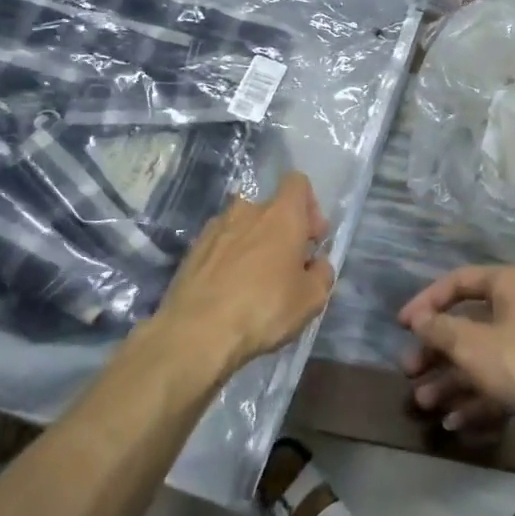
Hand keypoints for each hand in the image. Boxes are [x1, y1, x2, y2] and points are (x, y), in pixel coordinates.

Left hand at [152, 173, 333, 371]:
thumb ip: (322, 273)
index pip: (297, 183)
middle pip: (270, 208)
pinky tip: (229, 290)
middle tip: (287, 266)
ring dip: (254, 244)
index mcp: (281, 214)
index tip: (311, 238)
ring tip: (255, 281)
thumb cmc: (264, 308)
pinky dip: (229, 259)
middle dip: (282, 231)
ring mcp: (214, 228)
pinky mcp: (192, 250)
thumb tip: (316, 264)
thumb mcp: (311, 298)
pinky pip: (221, 245)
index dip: (309, 206)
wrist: (196, 332)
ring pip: (243, 226)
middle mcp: (247, 211)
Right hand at [396, 264, 514, 439]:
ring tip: (425, 405)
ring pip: (484, 357)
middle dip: (436, 351)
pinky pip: (503, 381)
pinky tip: (455, 422)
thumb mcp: (473, 346)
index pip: (458, 281)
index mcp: (509, 284)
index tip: (402, 327)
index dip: (426, 302)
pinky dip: (478, 398)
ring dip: (452, 380)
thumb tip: (420, 319)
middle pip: (469, 323)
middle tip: (409, 372)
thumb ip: (440, 330)